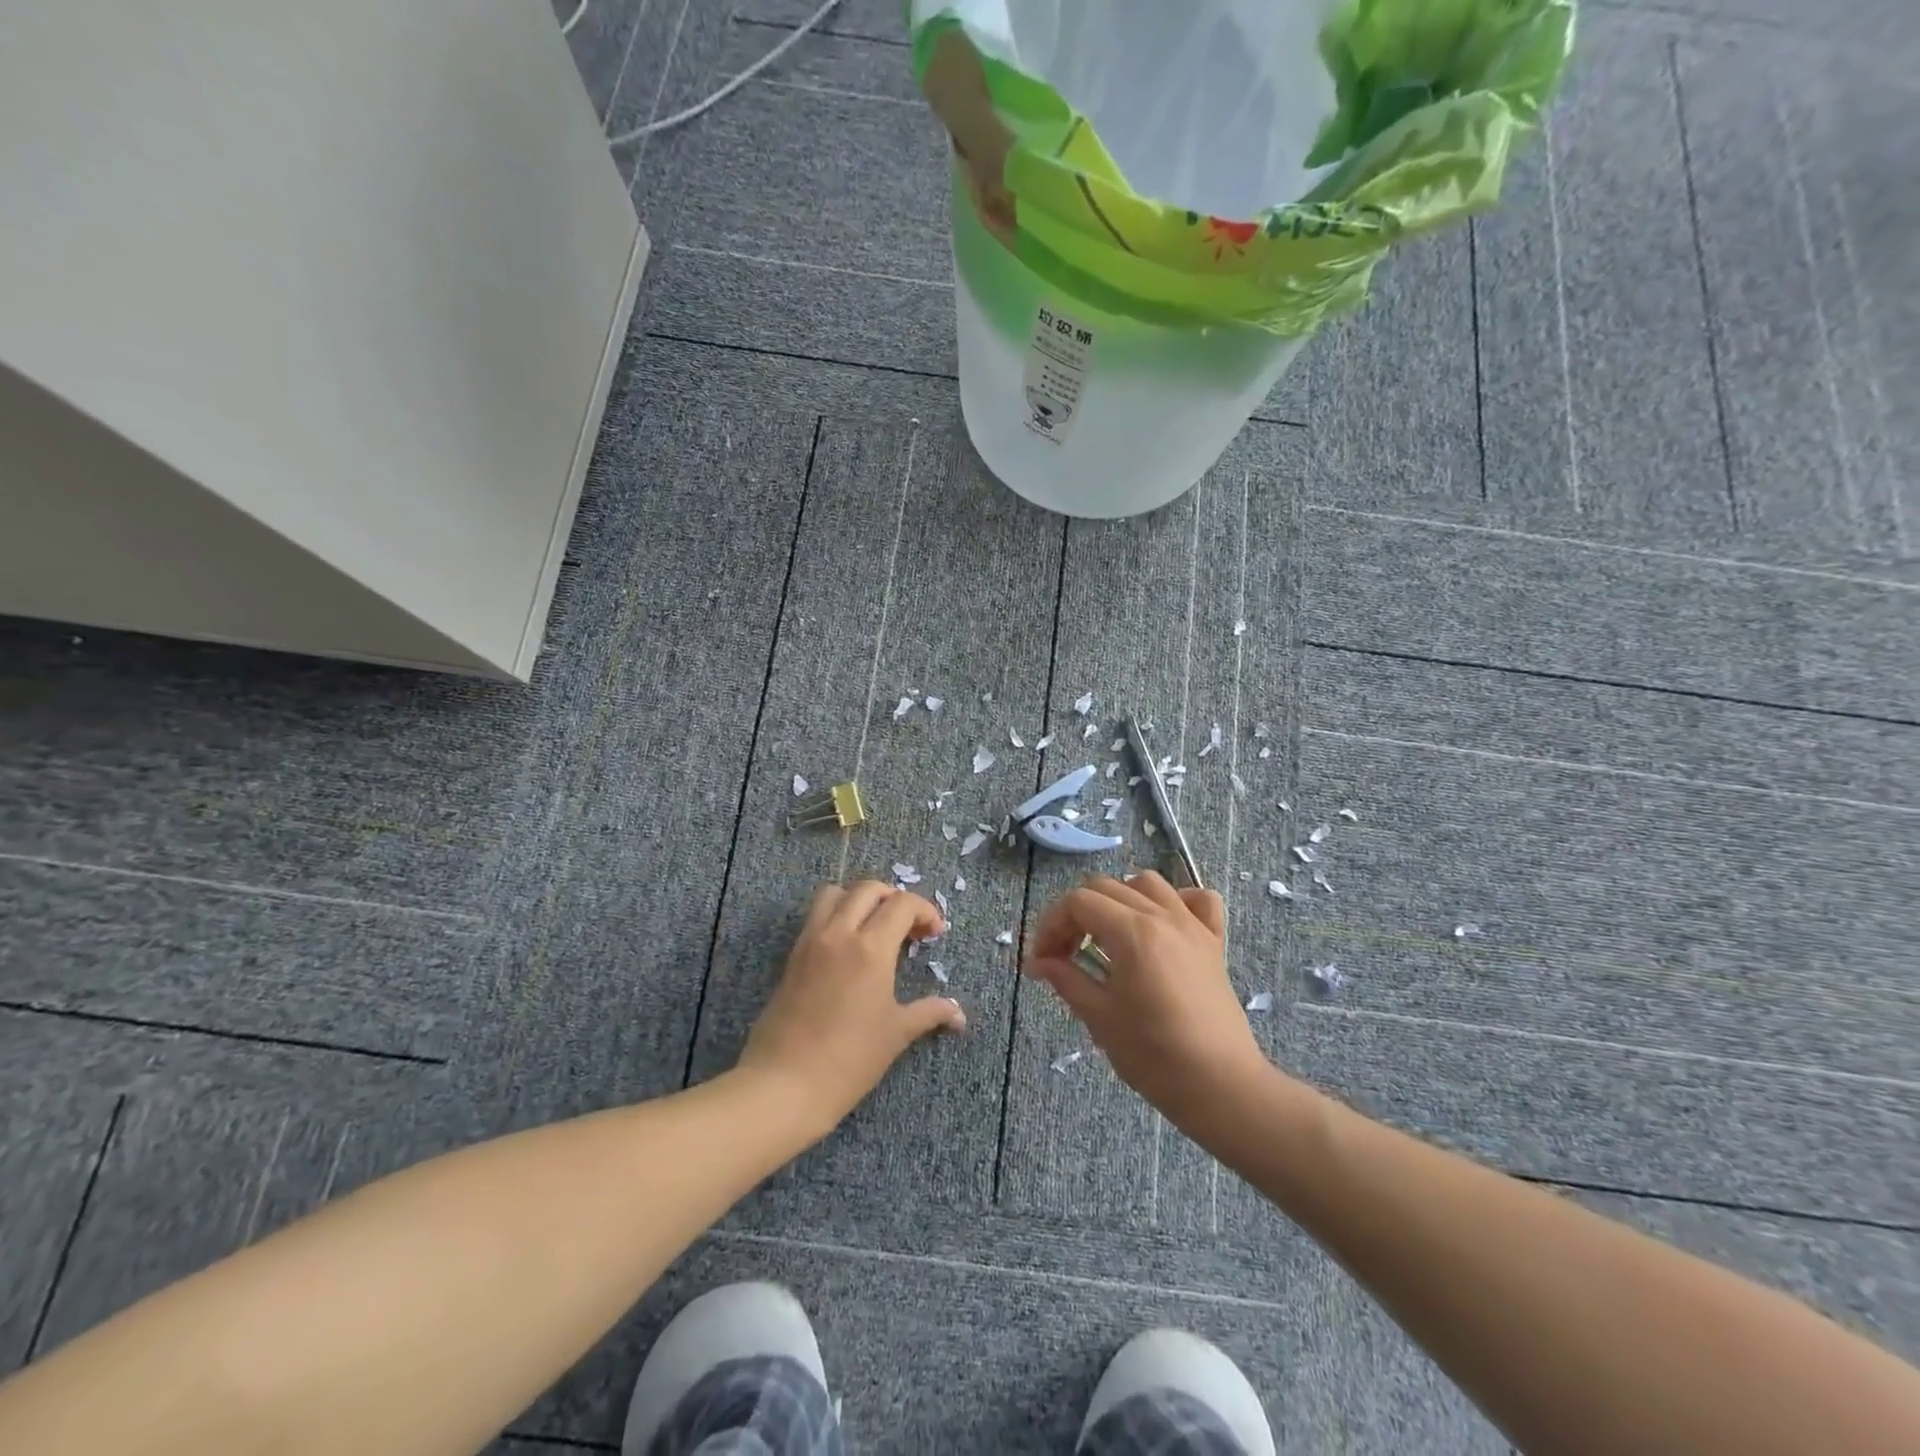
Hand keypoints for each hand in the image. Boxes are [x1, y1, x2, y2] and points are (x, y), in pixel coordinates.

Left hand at [738, 881, 966, 1135]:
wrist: (783, 1083)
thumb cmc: (848, 1059)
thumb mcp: (896, 1034)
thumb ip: (930, 1013)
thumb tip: (959, 1014)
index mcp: (870, 948)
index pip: (902, 904)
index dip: (925, 911)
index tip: (934, 934)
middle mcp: (839, 933)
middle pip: (869, 889)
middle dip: (895, 898)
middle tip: (909, 927)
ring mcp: (811, 941)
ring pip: (836, 893)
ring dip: (860, 899)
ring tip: (875, 926)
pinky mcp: (793, 955)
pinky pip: (816, 916)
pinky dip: (836, 915)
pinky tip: (848, 948)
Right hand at [1025, 872, 1268, 1126]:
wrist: (1221, 1087)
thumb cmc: (1155, 1056)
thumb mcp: (1100, 1017)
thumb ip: (1066, 979)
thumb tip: (1038, 962)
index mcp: (1132, 932)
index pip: (1078, 903)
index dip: (1051, 925)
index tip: (1042, 959)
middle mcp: (1162, 916)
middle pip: (1106, 887)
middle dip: (1076, 914)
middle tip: (1064, 954)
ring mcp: (1192, 926)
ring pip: (1147, 884)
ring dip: (1119, 899)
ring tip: (1108, 934)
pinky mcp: (1214, 943)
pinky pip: (1198, 900)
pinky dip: (1176, 901)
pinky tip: (1161, 925)